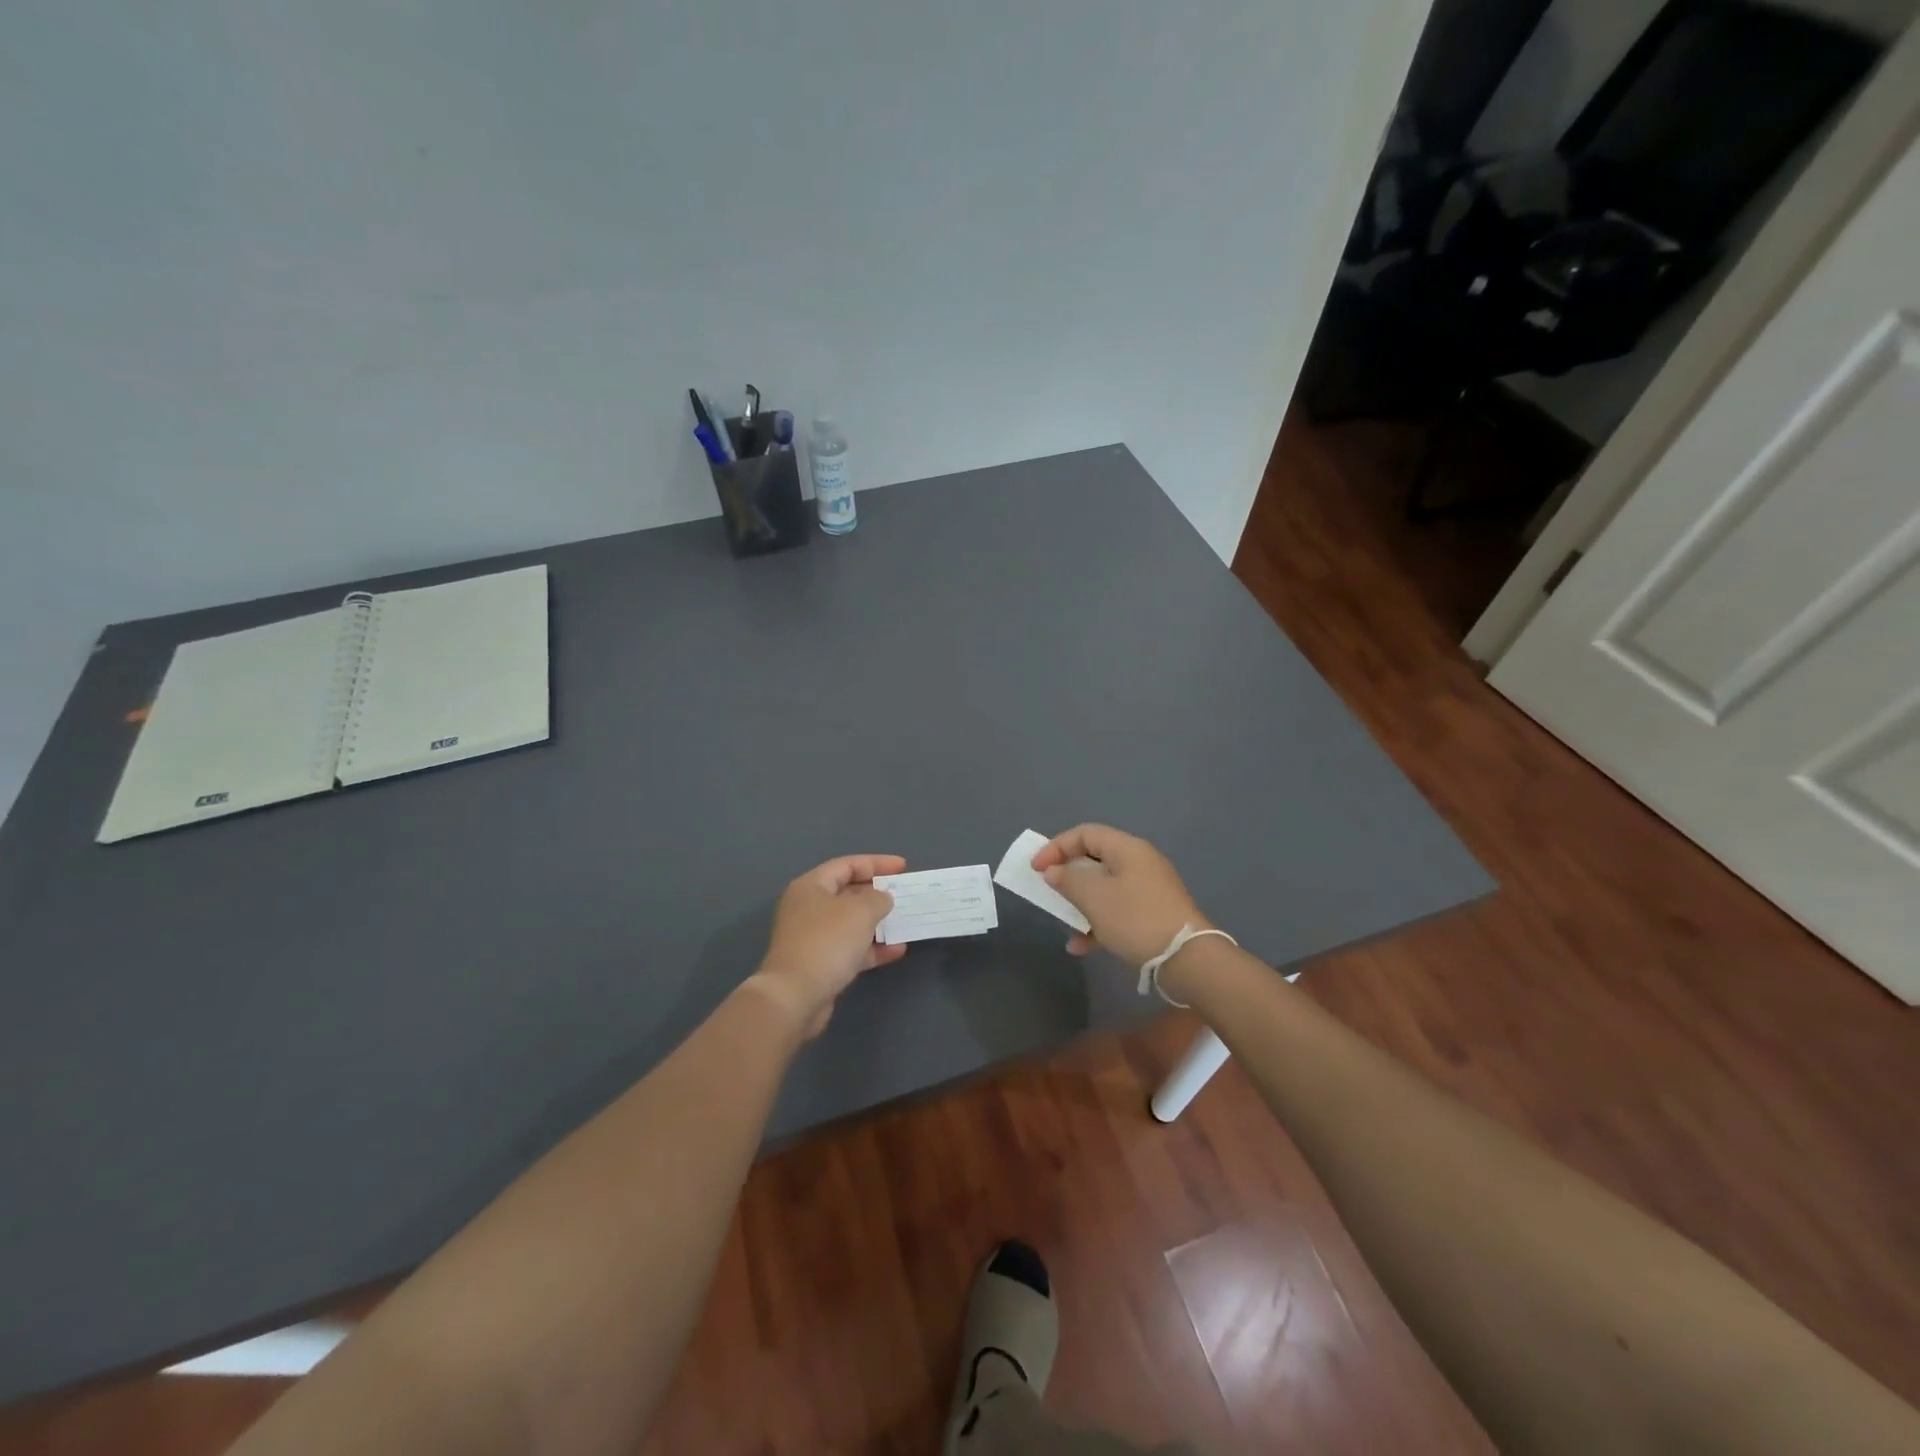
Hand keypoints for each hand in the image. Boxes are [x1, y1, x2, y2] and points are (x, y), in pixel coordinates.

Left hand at [749, 854, 907, 1037]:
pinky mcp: (820, 964)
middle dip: (878, 894)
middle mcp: (809, 908)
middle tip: (905, 894)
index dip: (877, 863)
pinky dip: (873, 948)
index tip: (903, 868)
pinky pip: (851, 948)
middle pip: (848, 893)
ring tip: (906, 921)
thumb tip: (883, 898)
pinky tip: (897, 950)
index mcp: (811, 886)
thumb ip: (878, 898)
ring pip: (852, 923)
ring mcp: (813, 937)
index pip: (847, 865)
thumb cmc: (827, 942)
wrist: (795, 997)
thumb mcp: (860, 911)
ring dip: (878, 922)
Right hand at [1030, 824, 1206, 966]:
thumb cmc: (1135, 918)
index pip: (1085, 833)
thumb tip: (1054, 871)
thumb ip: (1068, 879)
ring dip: (1080, 902)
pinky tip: (1081, 946)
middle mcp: (1139, 863)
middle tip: (1048, 890)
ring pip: (1105, 887)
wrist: (1186, 959)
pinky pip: (1117, 911)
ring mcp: (1148, 890)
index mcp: (1127, 849)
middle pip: (1095, 859)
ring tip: (1063, 920)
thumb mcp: (1094, 897)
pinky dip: (1097, 923)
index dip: (1056, 847)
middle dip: (1067, 875)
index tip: (1036, 869)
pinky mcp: (1153, 915)